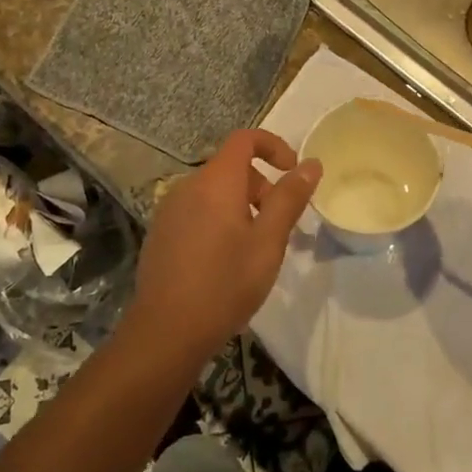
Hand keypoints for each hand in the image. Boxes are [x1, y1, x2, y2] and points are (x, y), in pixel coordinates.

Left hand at [128, 129, 320, 362]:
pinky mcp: (161, 233)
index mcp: (215, 182)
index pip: (245, 139)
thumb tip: (311, 163)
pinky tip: (225, 261)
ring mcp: (169, 210)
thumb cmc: (225, 284)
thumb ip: (290, 198)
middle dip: (261, 185)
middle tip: (278, 225)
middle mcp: (188, 186)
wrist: (165, 332)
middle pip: (231, 167)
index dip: (274, 146)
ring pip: (214, 191)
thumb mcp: (268, 242)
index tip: (293, 172)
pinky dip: (219, 219)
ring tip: (255, 247)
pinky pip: (197, 210)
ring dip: (241, 205)